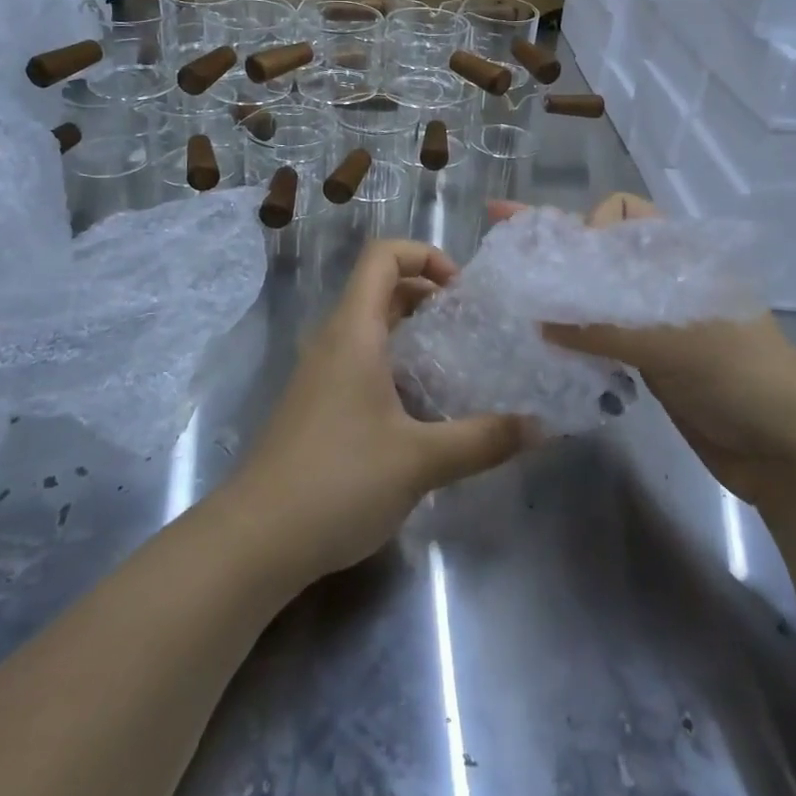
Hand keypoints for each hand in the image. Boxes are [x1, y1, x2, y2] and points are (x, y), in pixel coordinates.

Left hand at [223, 240, 536, 582]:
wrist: (255, 541)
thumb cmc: (339, 481)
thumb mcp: (421, 460)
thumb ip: (483, 440)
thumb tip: (541, 426)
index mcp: (354, 331)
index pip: (382, 256)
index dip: (425, 255)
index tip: (462, 291)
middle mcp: (333, 340)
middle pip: (379, 288)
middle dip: (427, 294)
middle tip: (470, 324)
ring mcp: (319, 373)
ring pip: (369, 326)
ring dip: (412, 331)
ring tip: (454, 361)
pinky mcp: (315, 404)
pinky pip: (359, 359)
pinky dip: (394, 361)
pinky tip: (420, 407)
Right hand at [492, 194, 795, 507]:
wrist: (789, 452)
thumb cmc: (742, 377)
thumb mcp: (674, 343)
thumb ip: (603, 327)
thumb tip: (535, 318)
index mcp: (679, 254)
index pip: (622, 212)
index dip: (589, 223)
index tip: (562, 254)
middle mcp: (662, 278)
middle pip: (600, 250)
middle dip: (553, 246)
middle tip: (499, 243)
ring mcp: (652, 320)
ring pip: (595, 293)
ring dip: (556, 291)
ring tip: (507, 290)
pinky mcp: (646, 358)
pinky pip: (598, 333)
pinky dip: (568, 331)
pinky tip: (535, 336)